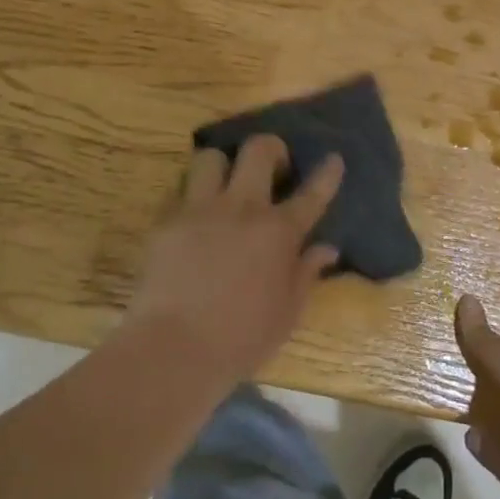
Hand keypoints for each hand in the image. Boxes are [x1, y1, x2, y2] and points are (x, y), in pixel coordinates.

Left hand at [124, 136, 342, 381]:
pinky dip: (189, 197)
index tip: (333, 158)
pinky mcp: (166, 222)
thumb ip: (307, 273)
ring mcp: (201, 210)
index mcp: (279, 232)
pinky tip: (193, 217)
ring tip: (224, 184)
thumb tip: (327, 249)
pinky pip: (178, 192)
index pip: (312, 193)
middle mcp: (243, 208)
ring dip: (222, 166)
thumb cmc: (241, 339)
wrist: (173, 350)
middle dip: (270, 148)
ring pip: (211, 158)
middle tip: (272, 166)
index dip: (327, 174)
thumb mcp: (288, 312)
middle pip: (258, 150)